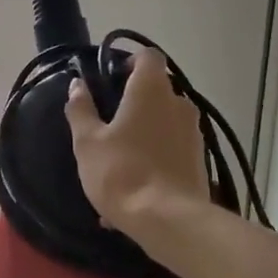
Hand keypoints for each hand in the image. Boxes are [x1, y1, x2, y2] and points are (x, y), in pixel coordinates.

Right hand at [64, 49, 209, 237]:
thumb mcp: (88, 141)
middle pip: (157, 90)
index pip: (148, 56)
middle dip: (134, 102)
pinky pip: (171, 150)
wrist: (169, 221)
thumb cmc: (122, 171)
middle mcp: (178, 104)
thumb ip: (81, 109)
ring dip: (143, 133)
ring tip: (118, 162)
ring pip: (164, 122)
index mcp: (151, 90)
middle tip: (108, 123)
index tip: (109, 81)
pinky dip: (154, 159)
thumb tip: (77, 85)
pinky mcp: (200, 161)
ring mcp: (193, 134)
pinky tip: (133, 189)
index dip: (129, 62)